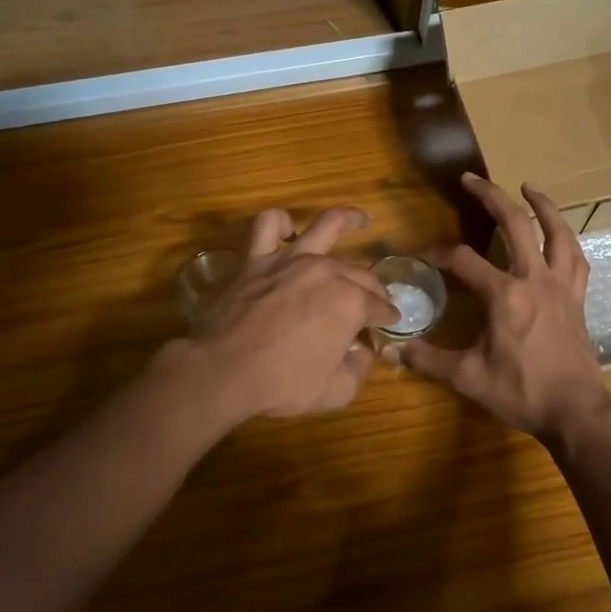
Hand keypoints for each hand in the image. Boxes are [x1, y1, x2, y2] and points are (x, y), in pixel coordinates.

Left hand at [189, 206, 397, 420]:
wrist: (223, 371)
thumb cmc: (282, 384)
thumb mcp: (336, 391)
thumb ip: (358, 368)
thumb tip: (362, 351)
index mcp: (351, 302)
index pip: (379, 307)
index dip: (386, 318)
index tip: (387, 325)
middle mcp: (327, 271)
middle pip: (360, 273)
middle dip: (374, 288)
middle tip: (375, 301)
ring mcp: (290, 260)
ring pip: (326, 226)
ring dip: (349, 220)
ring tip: (361, 220)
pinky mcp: (256, 259)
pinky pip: (267, 226)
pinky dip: (279, 223)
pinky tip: (287, 230)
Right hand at [390, 174, 610, 443]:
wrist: (576, 412)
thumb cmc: (522, 393)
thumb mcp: (468, 377)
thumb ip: (427, 359)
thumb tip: (389, 351)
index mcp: (505, 295)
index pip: (463, 261)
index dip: (438, 254)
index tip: (422, 258)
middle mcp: (534, 280)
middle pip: (515, 225)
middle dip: (491, 197)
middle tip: (472, 179)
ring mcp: (561, 286)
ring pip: (557, 233)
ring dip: (542, 206)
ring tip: (528, 187)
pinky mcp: (577, 298)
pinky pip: (576, 259)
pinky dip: (567, 240)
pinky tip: (559, 234)